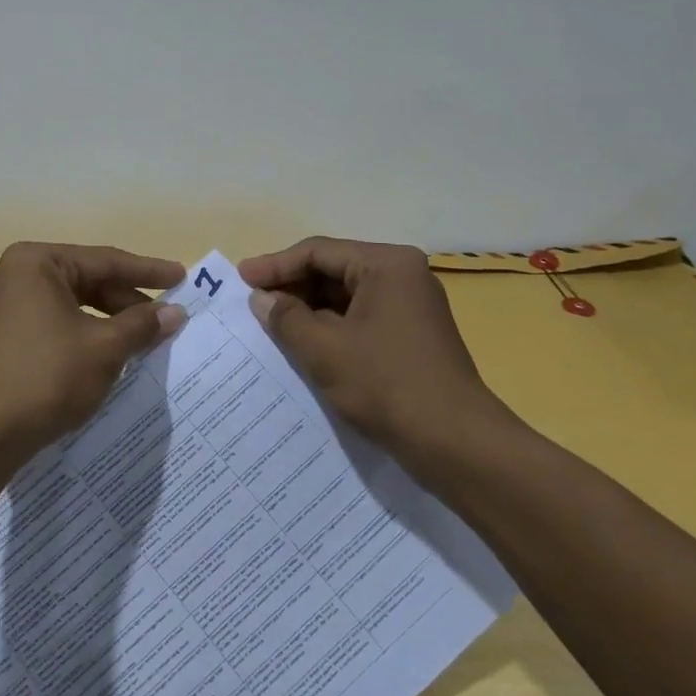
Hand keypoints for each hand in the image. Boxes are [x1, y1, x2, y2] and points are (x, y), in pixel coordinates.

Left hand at [0, 242, 186, 456]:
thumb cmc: (46, 376)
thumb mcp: (104, 348)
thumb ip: (142, 325)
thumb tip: (175, 313)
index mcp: (36, 263)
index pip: (105, 261)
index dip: (148, 272)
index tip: (182, 278)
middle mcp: (14, 277)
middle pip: (86, 281)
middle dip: (128, 301)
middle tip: (167, 316)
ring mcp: (2, 309)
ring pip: (70, 307)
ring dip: (108, 322)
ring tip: (143, 340)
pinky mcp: (0, 340)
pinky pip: (53, 327)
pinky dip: (83, 337)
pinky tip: (108, 357)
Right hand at [239, 237, 508, 473]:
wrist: (455, 443)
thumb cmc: (386, 385)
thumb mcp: (324, 349)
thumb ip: (286, 318)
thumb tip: (262, 299)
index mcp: (386, 265)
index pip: (318, 252)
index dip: (275, 265)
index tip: (240, 280)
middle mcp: (402, 276)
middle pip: (334, 270)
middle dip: (292, 287)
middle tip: (253, 304)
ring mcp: (410, 306)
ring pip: (346, 297)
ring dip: (309, 310)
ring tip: (271, 325)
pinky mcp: (411, 336)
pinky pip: (360, 319)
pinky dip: (330, 328)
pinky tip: (304, 345)